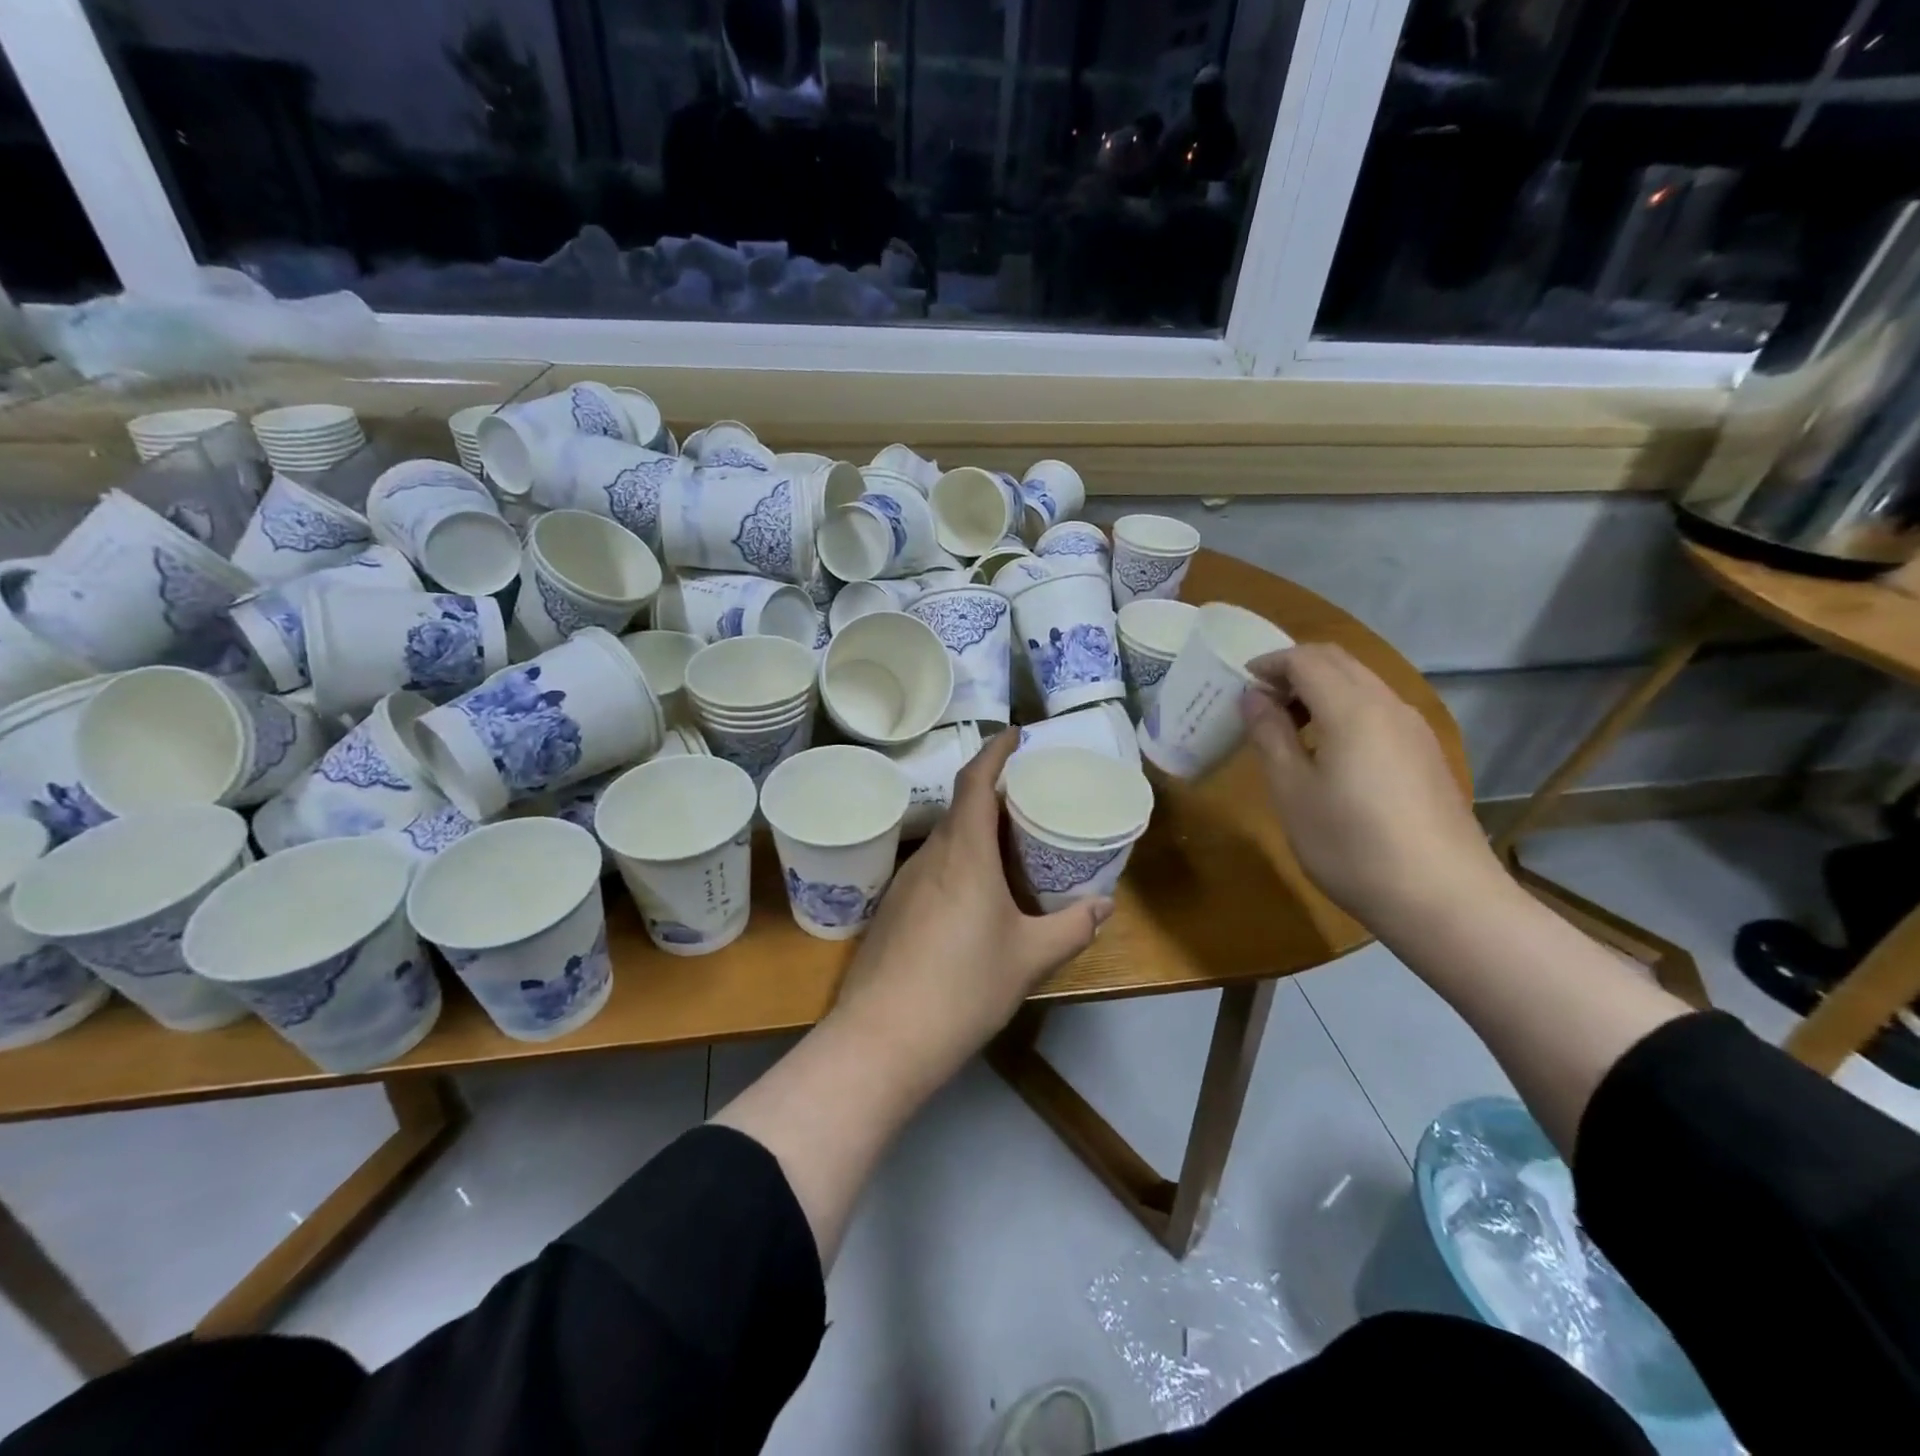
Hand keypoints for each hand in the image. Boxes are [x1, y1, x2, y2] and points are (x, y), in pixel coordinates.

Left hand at [833, 729, 1111, 1069]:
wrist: (883, 1038)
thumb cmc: (963, 987)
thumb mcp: (1029, 958)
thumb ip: (1071, 928)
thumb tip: (1103, 906)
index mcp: (964, 853)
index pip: (975, 781)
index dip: (995, 751)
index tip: (1015, 734)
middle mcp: (930, 856)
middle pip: (961, 808)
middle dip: (994, 794)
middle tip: (1031, 799)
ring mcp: (905, 882)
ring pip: (946, 840)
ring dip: (976, 832)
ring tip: (1011, 846)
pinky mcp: (893, 909)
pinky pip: (933, 868)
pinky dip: (959, 862)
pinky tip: (977, 895)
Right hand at [1239, 643, 1501, 931]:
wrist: (1443, 898)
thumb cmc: (1351, 845)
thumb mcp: (1292, 792)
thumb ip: (1270, 735)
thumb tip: (1253, 697)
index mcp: (1352, 708)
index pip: (1306, 659)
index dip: (1269, 664)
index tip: (1240, 686)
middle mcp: (1388, 705)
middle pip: (1338, 662)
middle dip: (1295, 670)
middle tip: (1261, 703)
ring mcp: (1415, 729)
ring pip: (1362, 684)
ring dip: (1321, 689)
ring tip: (1291, 729)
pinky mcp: (1427, 754)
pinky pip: (1379, 710)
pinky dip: (1345, 710)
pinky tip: (1331, 753)